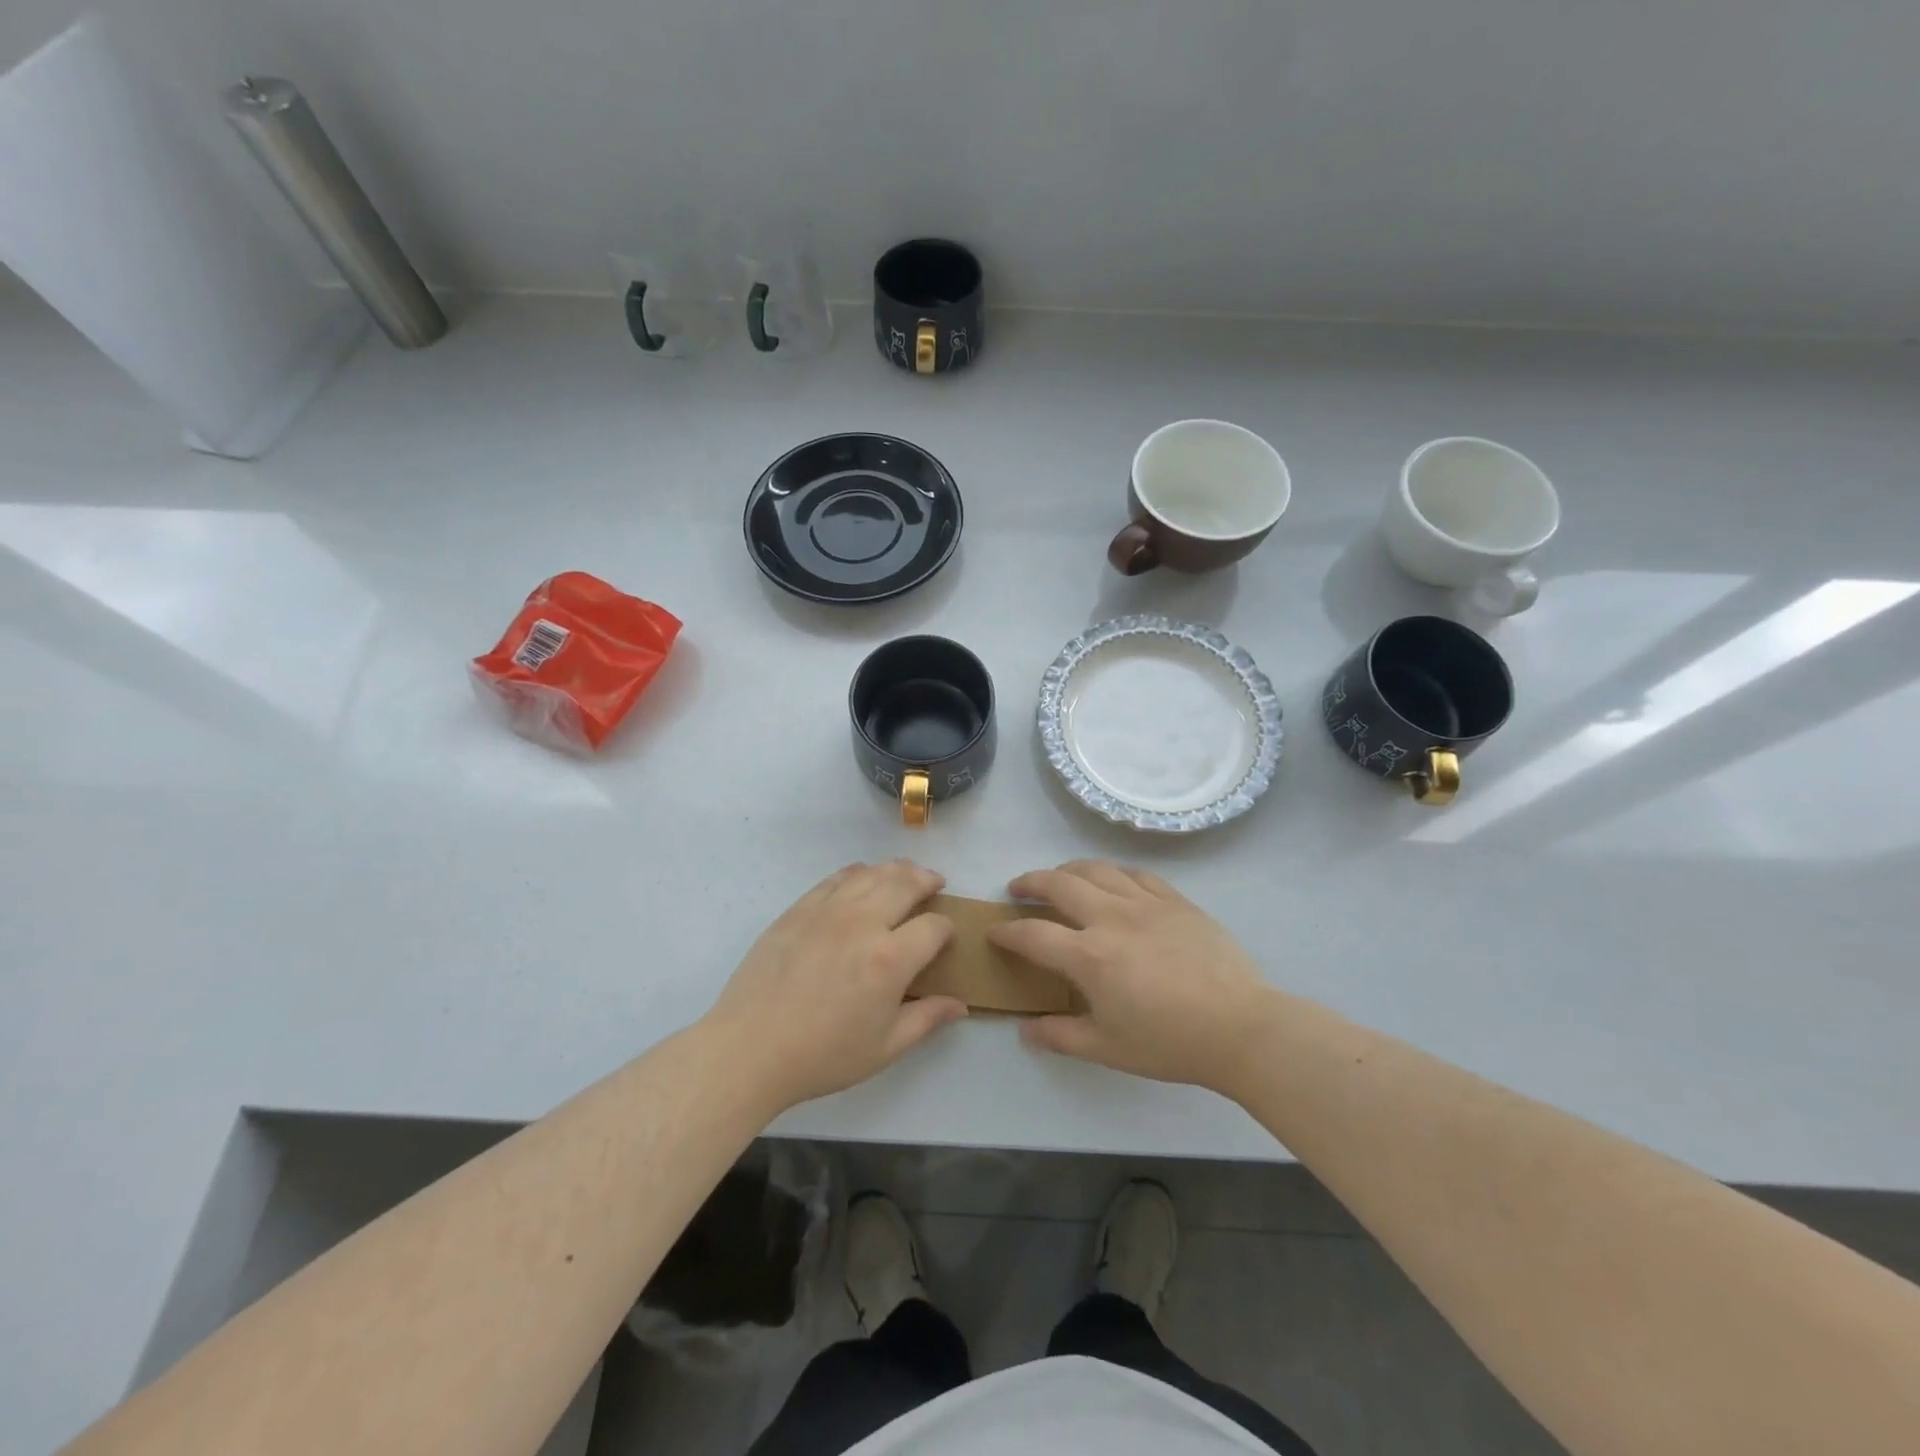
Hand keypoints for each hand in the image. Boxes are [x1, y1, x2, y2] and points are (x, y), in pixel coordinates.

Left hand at [706, 861, 964, 1112]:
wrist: (750, 1049)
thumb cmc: (822, 1056)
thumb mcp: (884, 1048)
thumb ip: (926, 1019)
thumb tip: (960, 1004)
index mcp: (889, 959)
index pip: (933, 927)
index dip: (946, 930)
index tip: (944, 938)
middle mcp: (862, 923)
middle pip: (905, 883)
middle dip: (927, 880)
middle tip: (936, 884)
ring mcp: (827, 910)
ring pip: (872, 873)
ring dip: (896, 869)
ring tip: (906, 874)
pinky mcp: (799, 909)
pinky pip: (836, 878)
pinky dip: (858, 872)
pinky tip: (863, 877)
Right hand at [988, 861, 1277, 1092]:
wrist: (1241, 1027)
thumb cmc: (1170, 1043)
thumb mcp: (1108, 1049)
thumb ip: (1061, 1036)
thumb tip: (1025, 1031)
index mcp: (1089, 956)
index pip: (1033, 934)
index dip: (1007, 933)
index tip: (995, 933)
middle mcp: (1111, 918)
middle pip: (1058, 884)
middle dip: (1030, 882)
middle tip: (1018, 889)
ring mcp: (1145, 903)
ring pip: (1096, 869)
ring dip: (1068, 869)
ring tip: (1060, 878)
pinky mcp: (1175, 900)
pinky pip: (1136, 873)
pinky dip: (1113, 872)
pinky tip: (1112, 881)